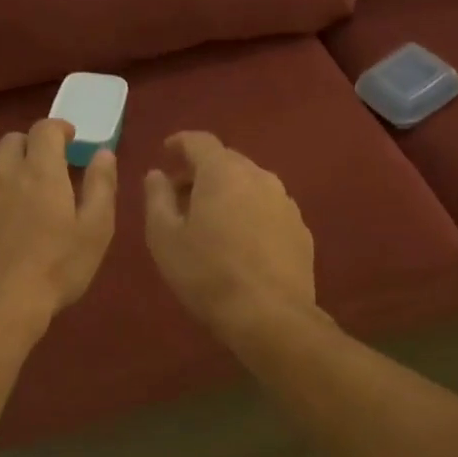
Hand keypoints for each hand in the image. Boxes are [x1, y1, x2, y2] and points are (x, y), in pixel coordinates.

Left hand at [0, 119, 115, 325]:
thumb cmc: (56, 268)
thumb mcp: (95, 230)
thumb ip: (101, 186)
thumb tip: (102, 153)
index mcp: (41, 170)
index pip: (45, 129)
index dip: (59, 128)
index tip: (70, 140)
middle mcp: (5, 172)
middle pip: (13, 140)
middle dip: (32, 145)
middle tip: (47, 167)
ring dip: (7, 165)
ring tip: (20, 188)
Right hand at [144, 131, 315, 340]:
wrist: (269, 315)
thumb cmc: (206, 273)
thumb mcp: (164, 237)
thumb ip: (156, 198)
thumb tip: (156, 174)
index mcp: (223, 172)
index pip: (200, 141)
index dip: (180, 142)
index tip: (165, 152)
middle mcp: (259, 176)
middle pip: (227, 161)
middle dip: (201, 171)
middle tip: (181, 195)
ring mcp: (285, 202)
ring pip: (250, 185)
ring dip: (228, 193)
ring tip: (210, 221)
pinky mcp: (300, 229)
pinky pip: (268, 209)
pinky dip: (250, 213)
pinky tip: (240, 242)